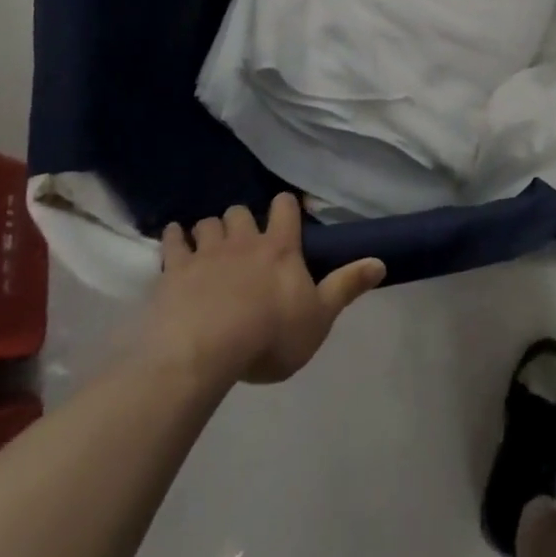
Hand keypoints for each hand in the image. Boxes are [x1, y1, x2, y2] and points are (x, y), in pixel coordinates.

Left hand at [146, 193, 384, 384]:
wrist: (207, 350)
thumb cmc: (270, 335)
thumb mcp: (320, 317)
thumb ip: (347, 286)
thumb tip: (380, 261)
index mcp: (280, 248)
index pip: (285, 208)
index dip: (286, 206)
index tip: (287, 212)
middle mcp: (244, 240)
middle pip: (241, 212)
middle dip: (243, 220)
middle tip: (245, 239)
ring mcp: (207, 251)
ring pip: (209, 223)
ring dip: (212, 229)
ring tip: (212, 244)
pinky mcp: (176, 269)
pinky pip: (174, 240)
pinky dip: (176, 237)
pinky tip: (176, 239)